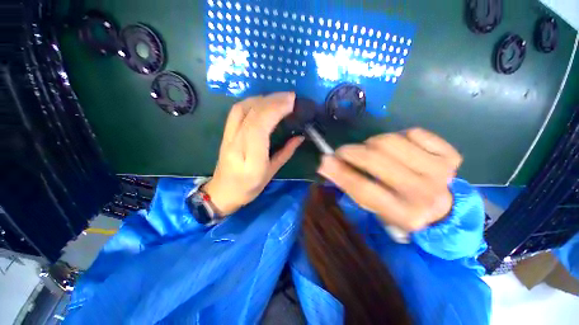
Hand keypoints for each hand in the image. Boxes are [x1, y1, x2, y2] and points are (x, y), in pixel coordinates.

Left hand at [202, 92, 303, 215]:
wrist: (222, 191)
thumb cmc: (249, 187)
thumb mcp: (271, 173)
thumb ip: (286, 153)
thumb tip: (300, 137)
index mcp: (251, 159)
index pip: (259, 127)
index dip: (275, 110)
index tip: (292, 102)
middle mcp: (237, 144)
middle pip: (252, 114)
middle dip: (273, 101)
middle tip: (290, 96)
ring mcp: (228, 136)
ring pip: (242, 109)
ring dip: (262, 99)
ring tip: (279, 97)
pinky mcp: (225, 133)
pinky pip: (237, 111)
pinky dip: (251, 102)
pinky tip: (263, 101)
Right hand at [317, 128, 461, 231]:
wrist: (440, 208)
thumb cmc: (397, 208)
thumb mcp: (371, 205)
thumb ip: (348, 184)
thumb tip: (325, 163)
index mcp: (402, 213)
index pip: (362, 187)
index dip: (339, 171)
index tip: (325, 159)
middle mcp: (423, 194)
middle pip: (374, 158)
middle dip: (351, 151)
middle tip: (343, 152)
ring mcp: (440, 173)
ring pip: (390, 140)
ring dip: (372, 143)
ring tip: (372, 151)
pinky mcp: (450, 156)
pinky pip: (412, 132)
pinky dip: (399, 136)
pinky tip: (399, 149)